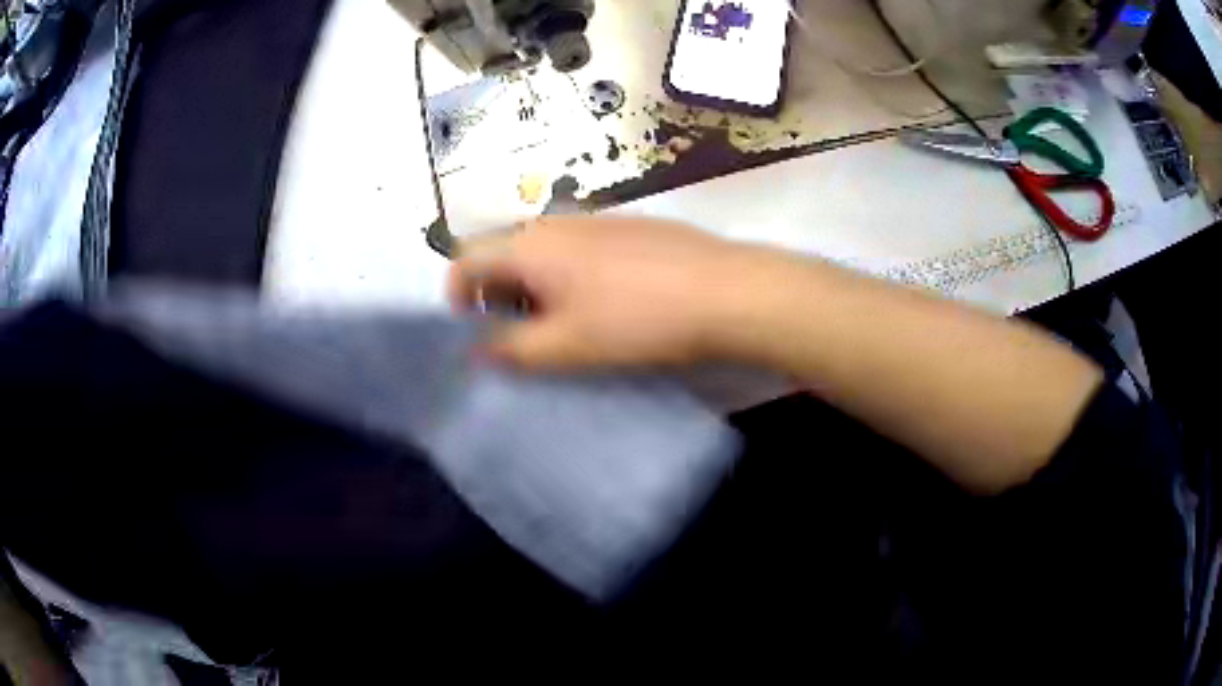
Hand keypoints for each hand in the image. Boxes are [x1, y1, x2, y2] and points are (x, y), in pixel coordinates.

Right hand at [448, 216, 747, 369]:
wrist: (726, 291)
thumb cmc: (637, 319)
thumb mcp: (566, 346)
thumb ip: (512, 350)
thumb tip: (476, 350)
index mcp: (530, 244)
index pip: (466, 259)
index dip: (456, 296)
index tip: (471, 334)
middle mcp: (557, 221)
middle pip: (504, 254)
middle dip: (497, 297)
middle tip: (517, 340)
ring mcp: (597, 220)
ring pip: (544, 252)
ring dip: (535, 289)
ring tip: (561, 329)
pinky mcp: (630, 227)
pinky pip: (579, 249)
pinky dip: (570, 277)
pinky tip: (605, 305)